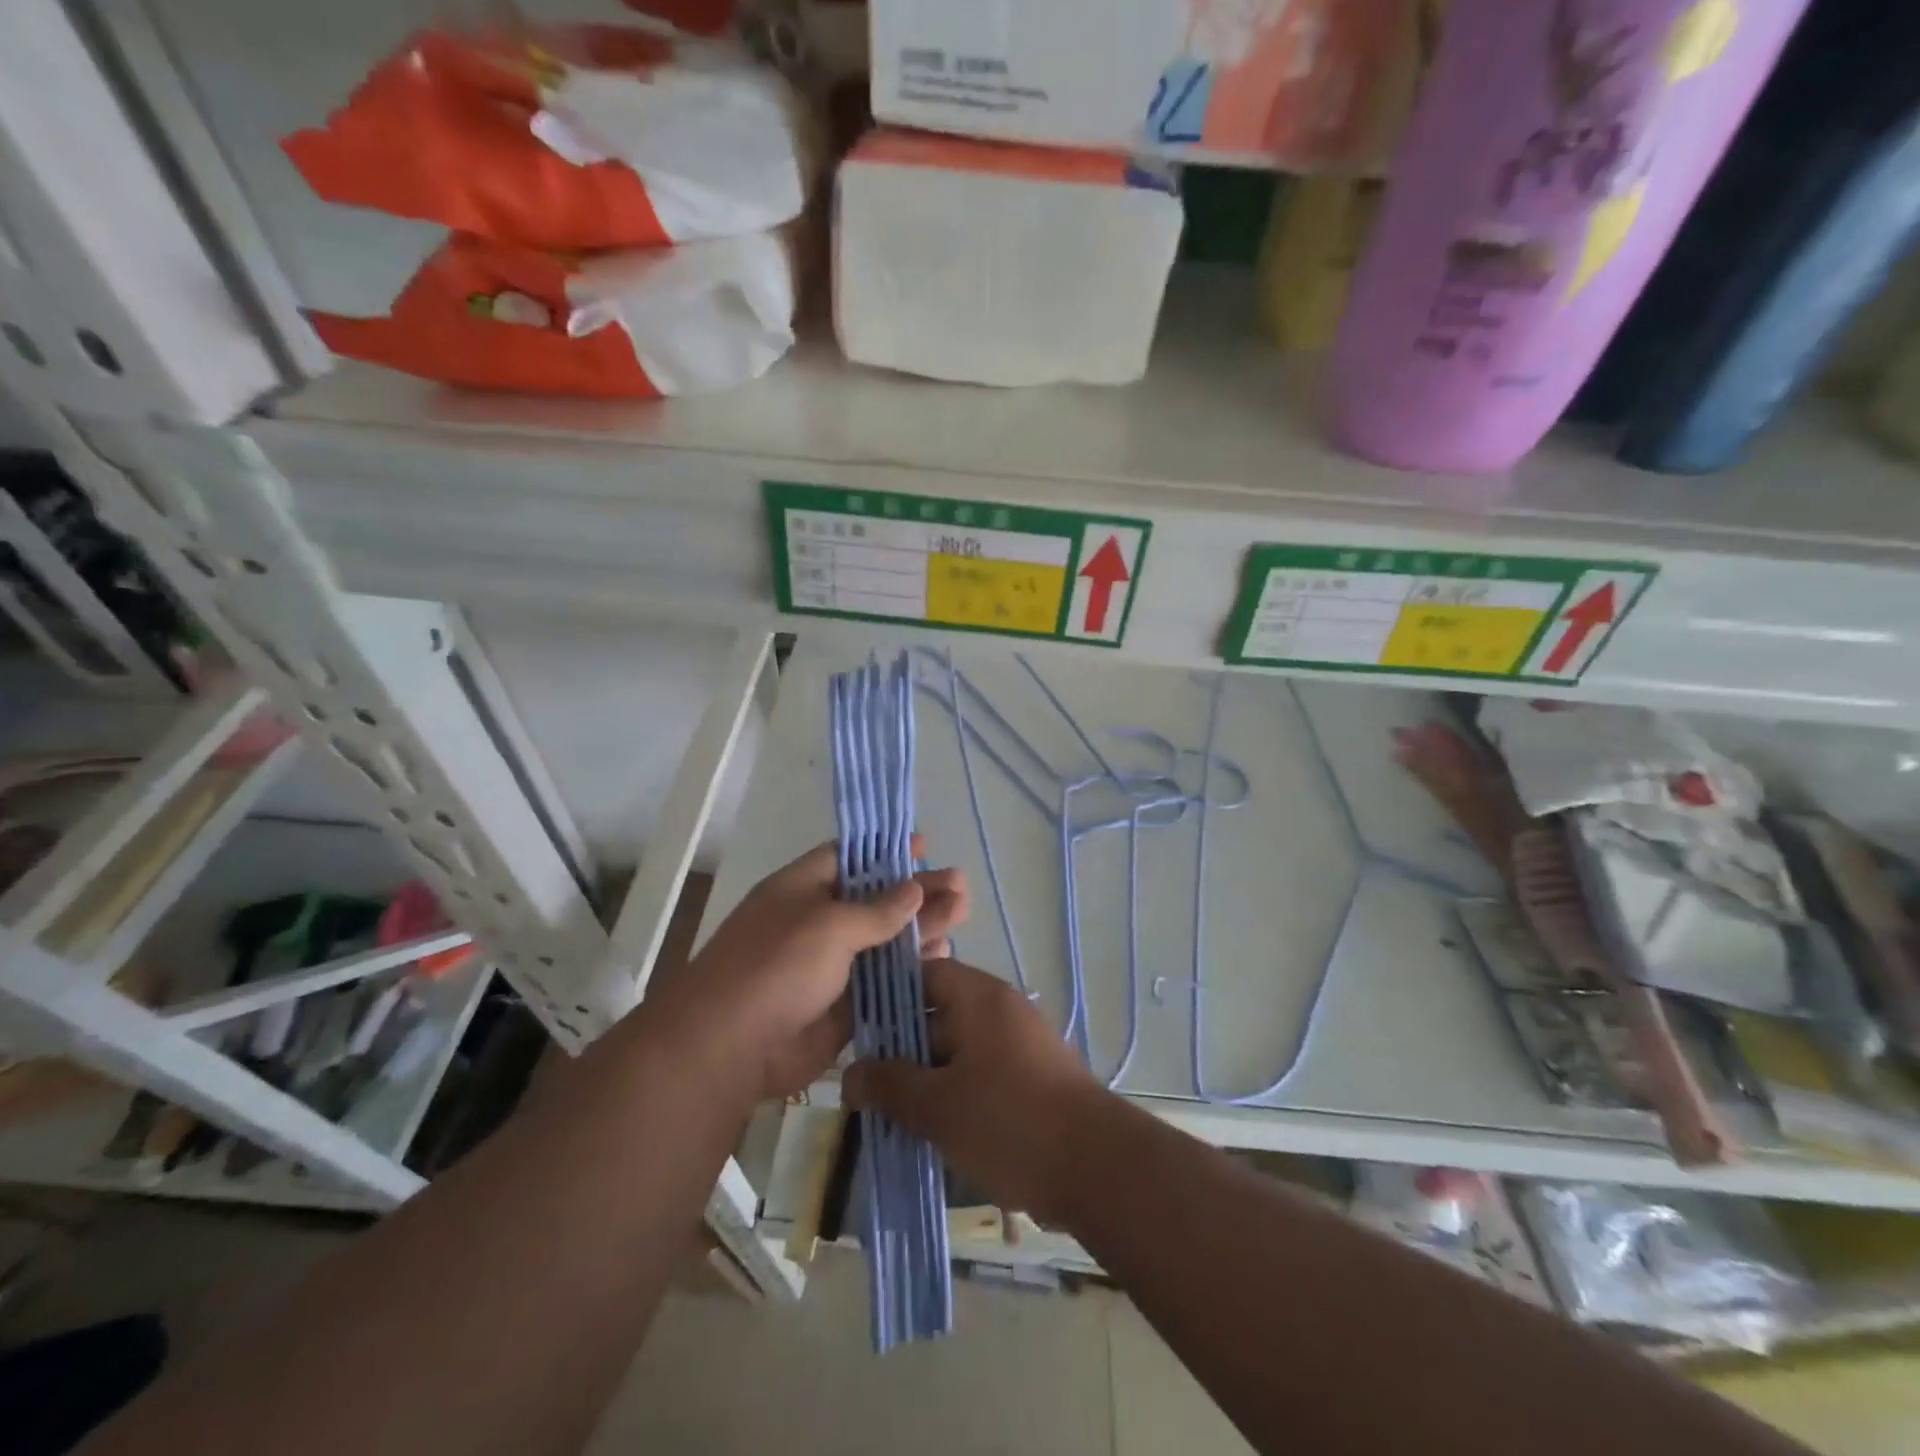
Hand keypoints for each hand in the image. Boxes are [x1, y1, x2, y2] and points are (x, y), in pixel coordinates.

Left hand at [683, 837, 968, 1099]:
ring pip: (885, 941)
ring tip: (963, 916)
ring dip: (921, 929)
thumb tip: (913, 890)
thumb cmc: (776, 966)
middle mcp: (818, 922)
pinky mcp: (843, 1006)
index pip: (849, 857)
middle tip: (961, 887)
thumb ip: (877, 910)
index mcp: (803, 889)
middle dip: (917, 892)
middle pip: (875, 900)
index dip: (886, 850)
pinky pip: (884, 982)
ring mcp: (831, 966)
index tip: (924, 846)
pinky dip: (912, 970)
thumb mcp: (828, 925)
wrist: (729, 1048)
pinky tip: (943, 957)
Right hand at [843, 959, 1108, 1224]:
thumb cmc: (1008, 1121)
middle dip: (900, 1049)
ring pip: (957, 1051)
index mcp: (979, 997)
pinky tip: (930, 1131)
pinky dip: (954, 1095)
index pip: (923, 974)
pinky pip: (980, 1075)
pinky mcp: (1031, 1079)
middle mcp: (1001, 1010)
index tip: (856, 1029)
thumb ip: (889, 1085)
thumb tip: (849, 1075)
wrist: (1096, 1167)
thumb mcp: (937, 1105)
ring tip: (889, 1114)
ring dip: (925, 1079)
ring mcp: (1020, 1045)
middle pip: (937, 1014)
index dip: (887, 996)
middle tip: (865, 1084)